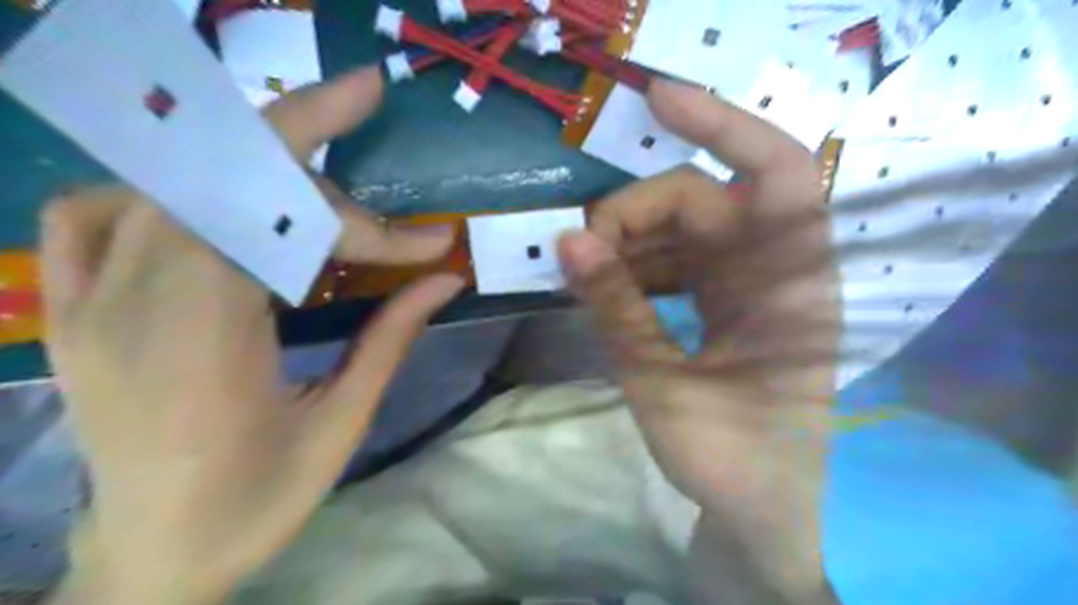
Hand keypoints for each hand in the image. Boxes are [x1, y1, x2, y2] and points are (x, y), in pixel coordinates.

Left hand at [42, 68, 461, 604]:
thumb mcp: (340, 425)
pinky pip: (98, 213)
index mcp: (204, 342)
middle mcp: (131, 301)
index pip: (277, 222)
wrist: (151, 558)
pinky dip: (161, 185)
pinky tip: (213, 205)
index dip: (364, 221)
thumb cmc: (256, 503)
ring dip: (246, 154)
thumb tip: (446, 277)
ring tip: (309, 152)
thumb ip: (390, 338)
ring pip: (162, 175)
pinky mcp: (75, 308)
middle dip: (302, 135)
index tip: (429, 241)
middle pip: (216, 174)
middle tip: (360, 99)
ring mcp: (88, 299)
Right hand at [559, 81, 836, 604]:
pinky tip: (604, 285)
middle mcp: (777, 273)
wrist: (758, 512)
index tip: (654, 100)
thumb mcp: (662, 387)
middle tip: (578, 247)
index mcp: (791, 290)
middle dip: (635, 214)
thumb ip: (616, 310)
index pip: (775, 175)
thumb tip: (567, 240)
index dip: (723, 125)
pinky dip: (638, 267)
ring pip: (684, 232)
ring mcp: (750, 286)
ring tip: (582, 269)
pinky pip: (678, 263)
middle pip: (703, 203)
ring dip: (629, 242)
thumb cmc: (730, 462)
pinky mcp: (727, 303)